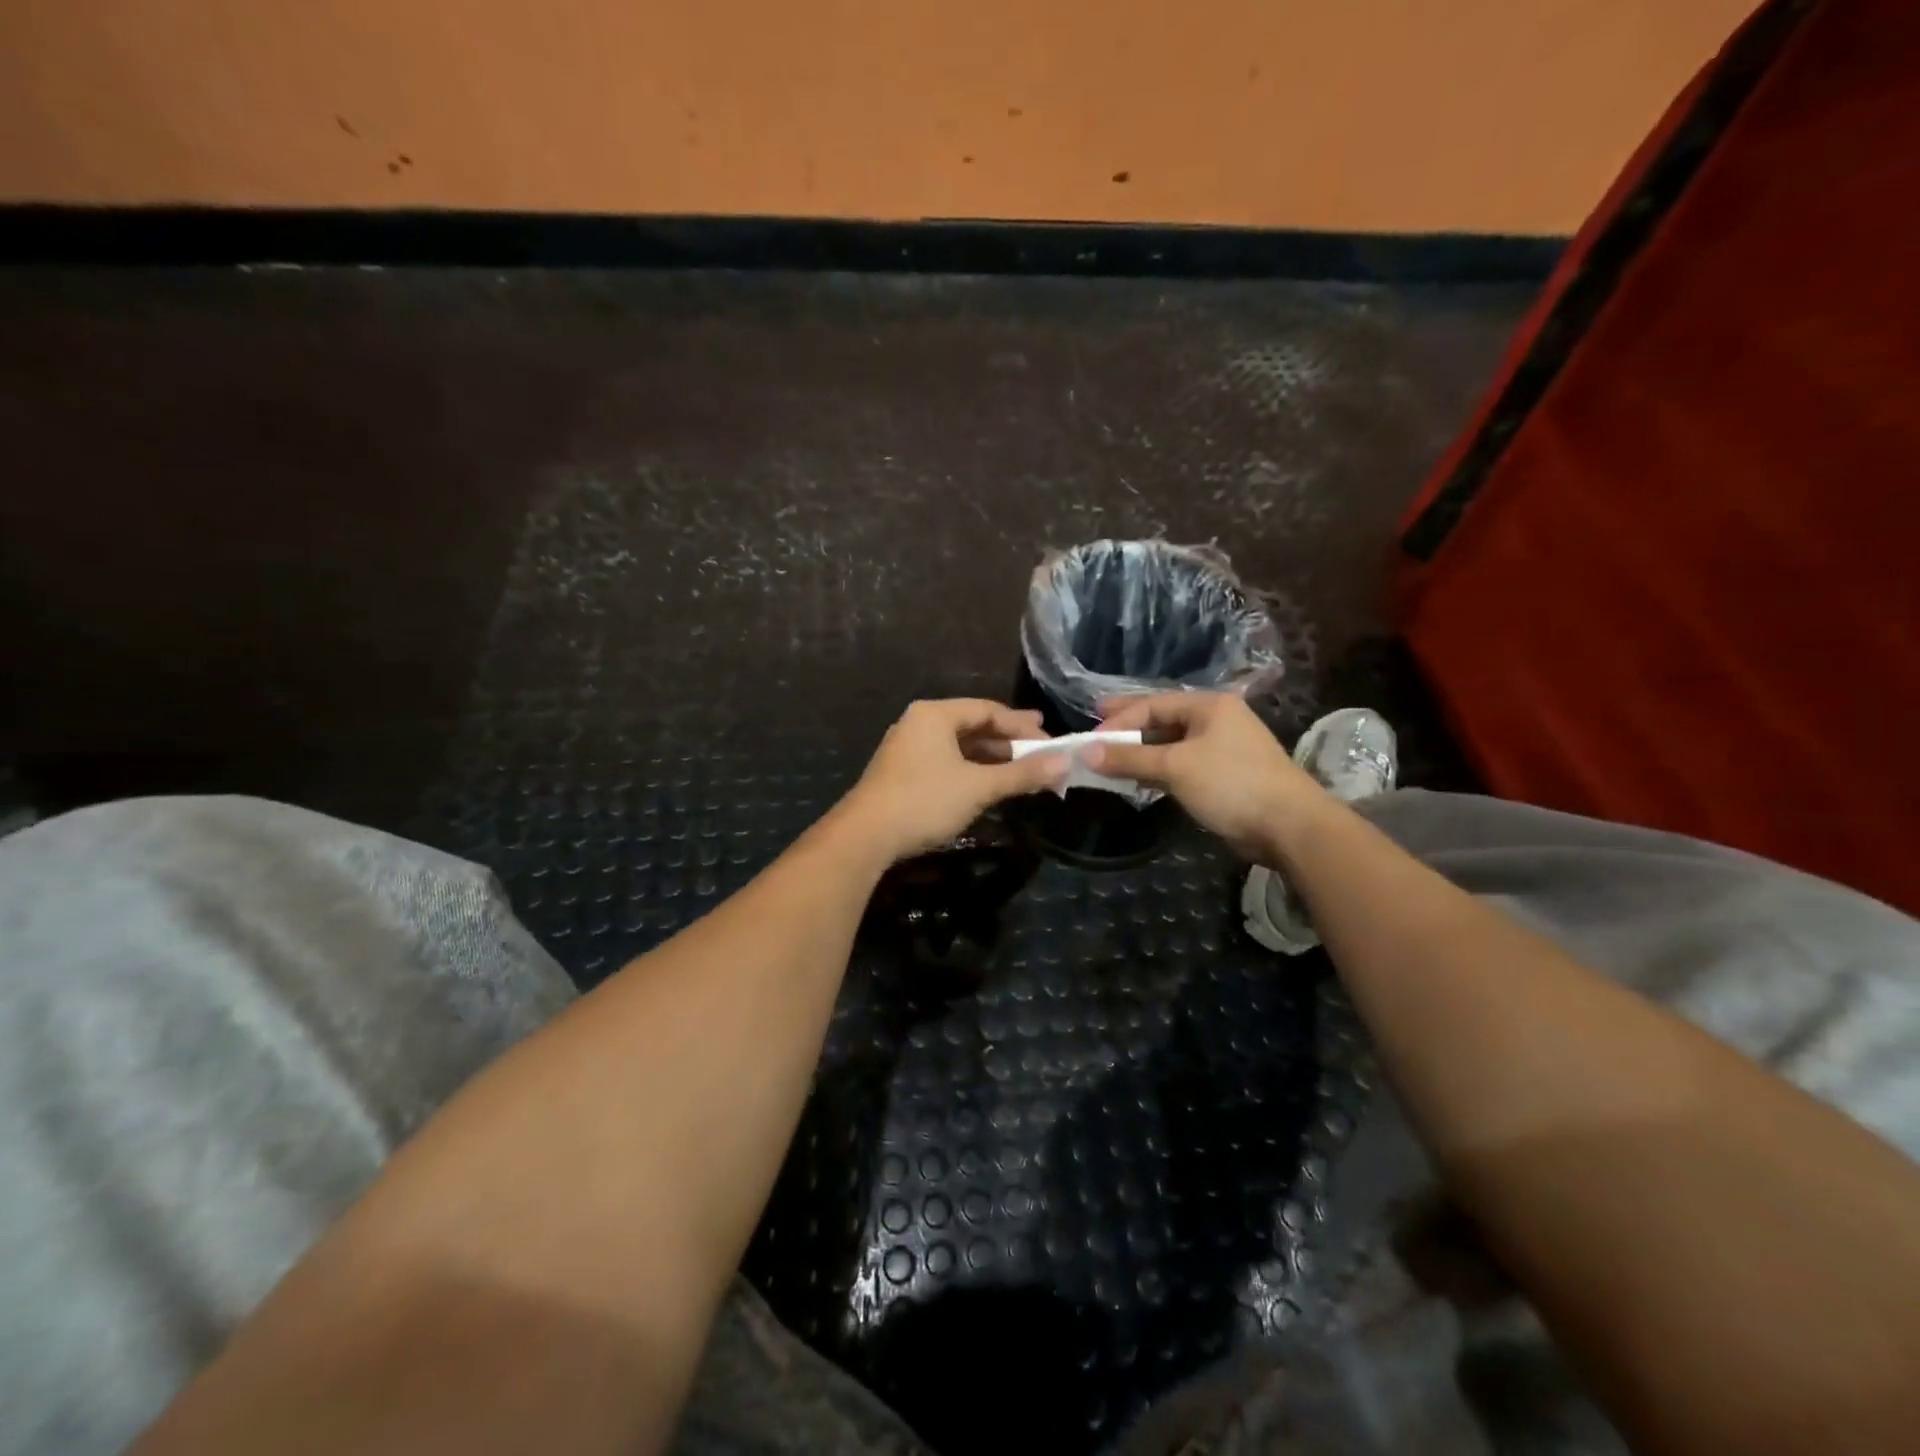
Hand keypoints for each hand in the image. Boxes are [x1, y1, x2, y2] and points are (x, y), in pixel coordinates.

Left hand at [836, 699, 1067, 862]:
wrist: (865, 836)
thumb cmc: (925, 801)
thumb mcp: (979, 787)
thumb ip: (1022, 774)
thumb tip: (1063, 763)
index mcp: (935, 714)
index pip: (988, 709)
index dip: (1022, 725)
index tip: (1050, 741)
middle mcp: (918, 723)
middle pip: (972, 725)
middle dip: (1008, 742)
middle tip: (1040, 753)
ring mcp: (906, 748)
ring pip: (958, 746)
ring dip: (990, 758)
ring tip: (1019, 772)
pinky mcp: (901, 772)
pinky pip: (944, 761)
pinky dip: (969, 770)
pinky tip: (985, 786)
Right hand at [1087, 692, 1332, 862]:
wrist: (1289, 826)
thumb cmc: (1231, 783)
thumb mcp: (1174, 766)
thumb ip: (1129, 757)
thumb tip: (1084, 752)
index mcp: (1208, 705)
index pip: (1152, 704)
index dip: (1118, 720)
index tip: (1089, 738)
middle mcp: (1216, 720)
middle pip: (1161, 720)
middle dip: (1127, 729)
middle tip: (1093, 734)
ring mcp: (1222, 748)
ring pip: (1170, 744)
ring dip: (1141, 752)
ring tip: (1109, 760)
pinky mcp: (1224, 775)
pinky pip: (1181, 764)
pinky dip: (1158, 769)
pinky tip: (1139, 779)